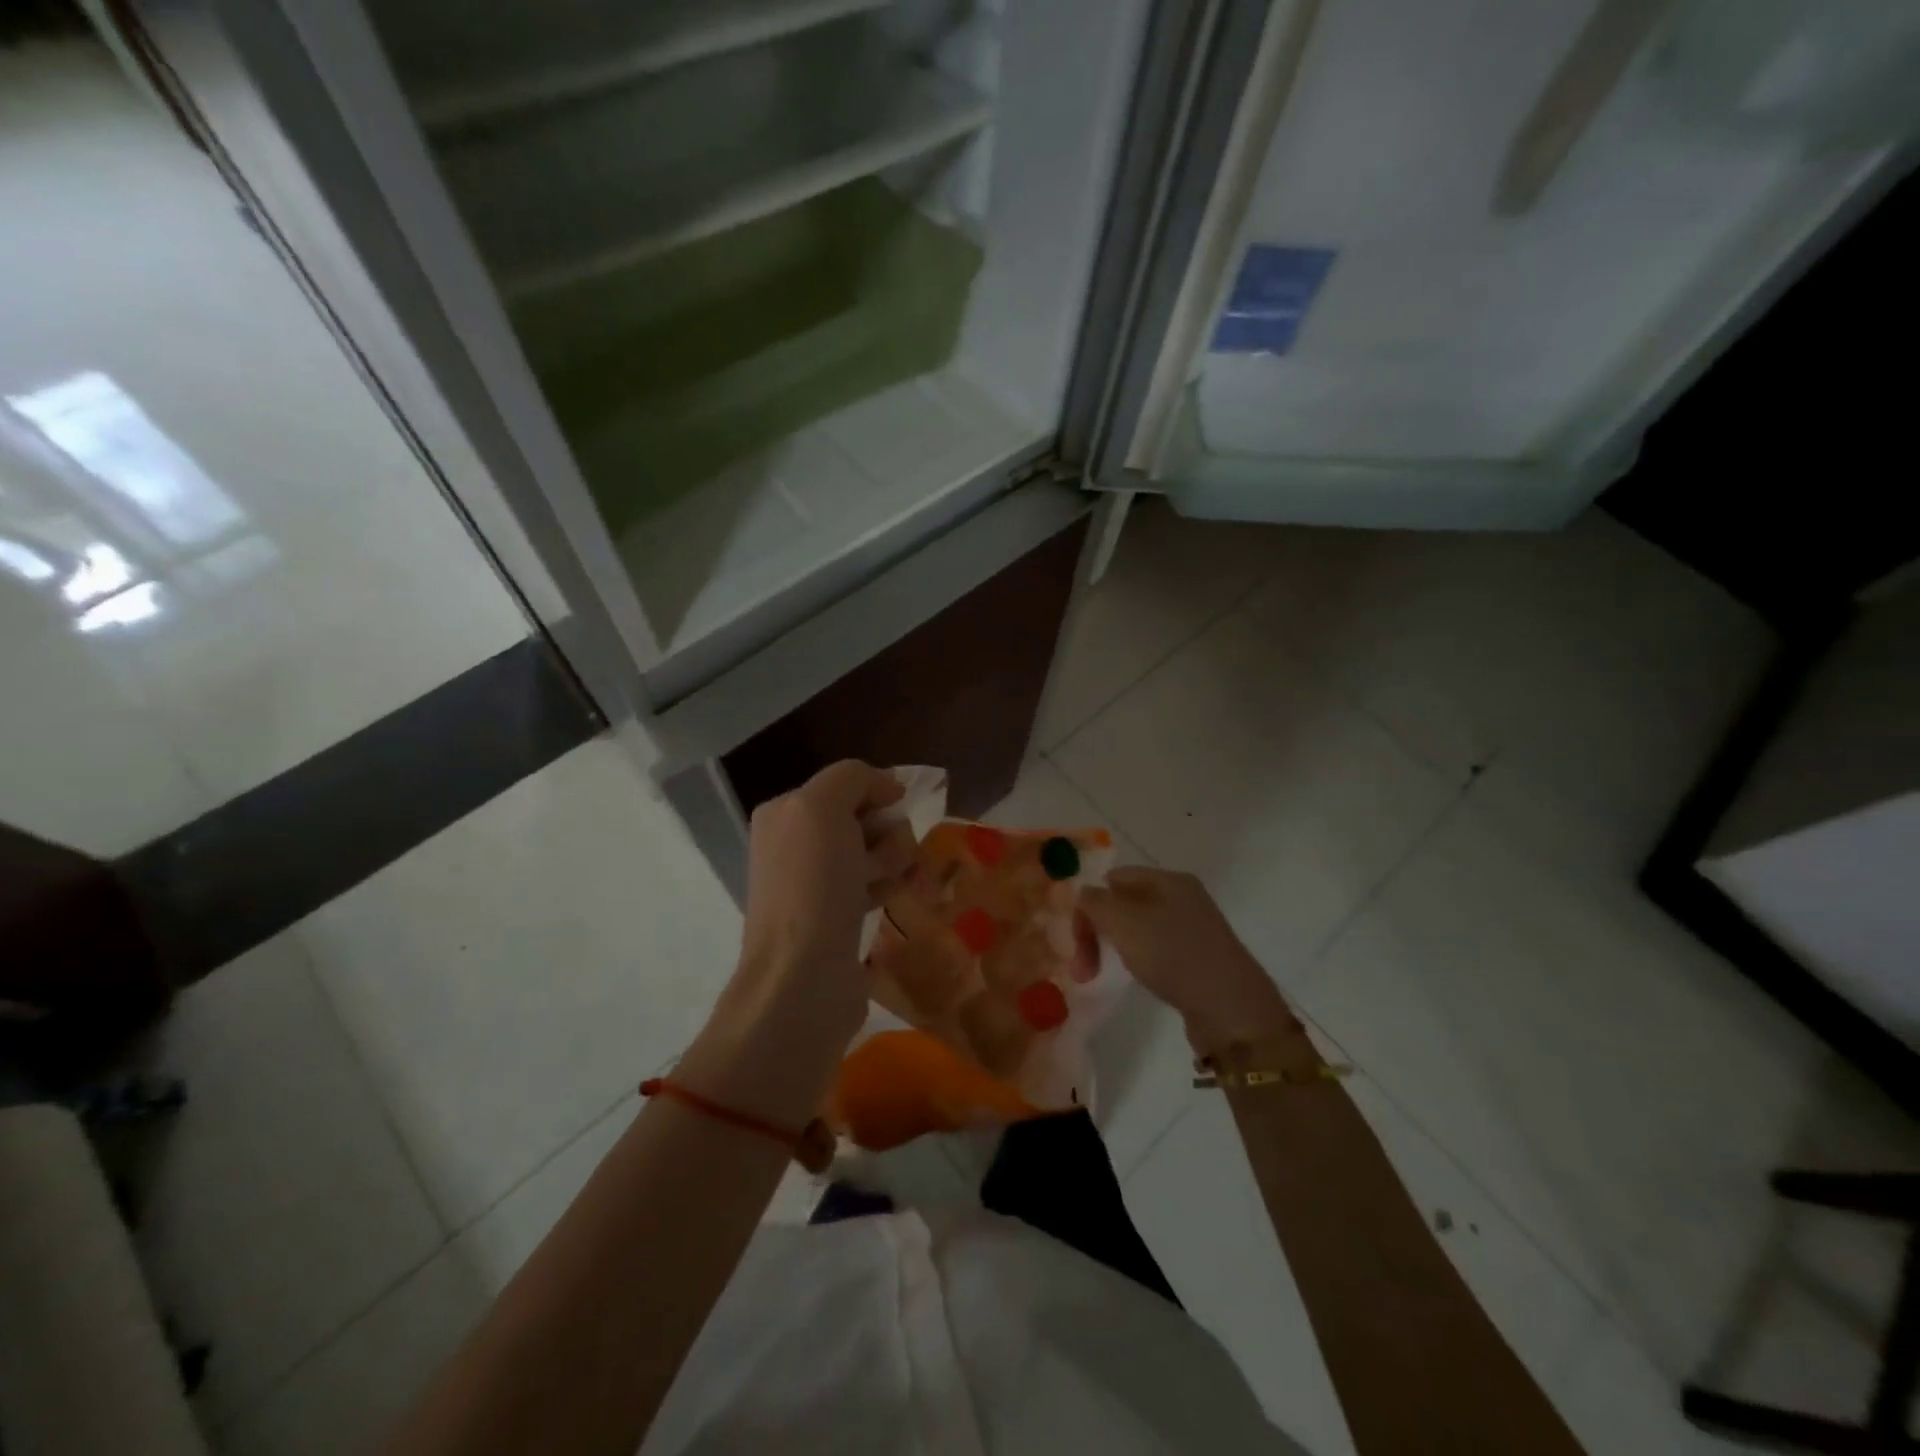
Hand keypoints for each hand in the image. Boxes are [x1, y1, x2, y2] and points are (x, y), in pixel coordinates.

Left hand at [679, 762, 915, 1122]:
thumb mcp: (822, 808)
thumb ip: (851, 777)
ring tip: (885, 885)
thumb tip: (888, 787)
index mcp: (784, 812)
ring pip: (873, 852)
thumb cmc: (813, 885)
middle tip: (882, 859)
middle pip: (863, 818)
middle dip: (885, 833)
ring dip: (890, 862)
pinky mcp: (834, 917)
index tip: (894, 814)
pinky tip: (887, 901)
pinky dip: (885, 887)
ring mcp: (813, 883)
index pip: (847, 782)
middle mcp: (793, 843)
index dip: (878, 794)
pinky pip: (873, 885)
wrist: (802, 978)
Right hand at [1080, 868, 1297, 1054]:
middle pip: (1124, 904)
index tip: (1077, 941)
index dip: (1089, 905)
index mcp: (1169, 880)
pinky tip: (1140, 978)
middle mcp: (1183, 898)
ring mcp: (1194, 928)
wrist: (1232, 1009)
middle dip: (1097, 932)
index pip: (1113, 878)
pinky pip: (1157, 949)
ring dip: (1114, 949)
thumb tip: (1085, 894)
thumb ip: (1095, 902)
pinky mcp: (1199, 958)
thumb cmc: (1173, 955)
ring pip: (1138, 928)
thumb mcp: (1124, 921)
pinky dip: (1140, 961)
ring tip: (1103, 975)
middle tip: (1083, 970)